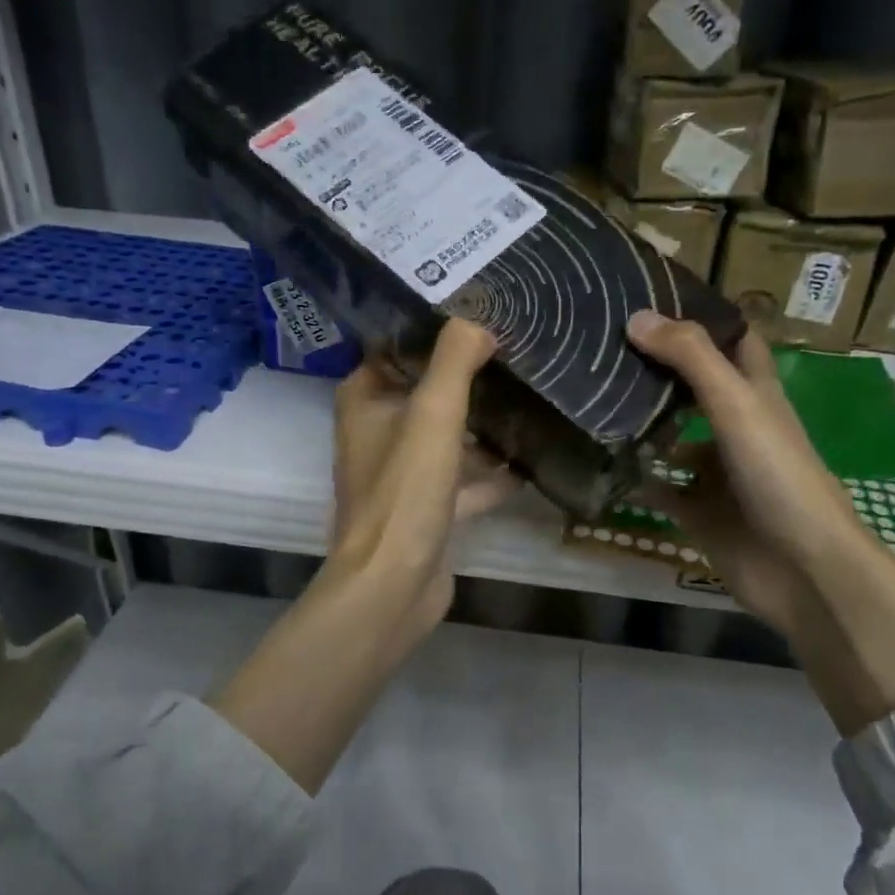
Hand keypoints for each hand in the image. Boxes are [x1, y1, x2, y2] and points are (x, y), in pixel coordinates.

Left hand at [325, 319, 517, 650]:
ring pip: (446, 437)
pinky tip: (529, 463)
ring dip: (481, 426)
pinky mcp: (426, 509)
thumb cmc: (405, 490)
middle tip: (516, 350)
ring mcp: (401, 474)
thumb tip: (478, 320)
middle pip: (425, 391)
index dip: (433, 330)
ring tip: (530, 398)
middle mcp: (377, 432)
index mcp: (365, 401)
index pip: (396, 348)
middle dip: (466, 376)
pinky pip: (462, 480)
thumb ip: (454, 361)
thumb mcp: (432, 414)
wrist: (394, 583)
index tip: (479, 311)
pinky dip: (490, 474)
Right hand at [626, 311, 865, 630]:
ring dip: (641, 423)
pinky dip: (635, 477)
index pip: (733, 341)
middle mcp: (736, 427)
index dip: (702, 317)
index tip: (653, 297)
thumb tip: (636, 317)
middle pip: (695, 387)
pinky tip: (599, 462)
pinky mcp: (698, 511)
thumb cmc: (777, 475)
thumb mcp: (736, 404)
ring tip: (591, 399)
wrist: (801, 568)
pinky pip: (659, 488)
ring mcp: (716, 472)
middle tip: (604, 347)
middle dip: (657, 368)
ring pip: (673, 438)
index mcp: (756, 394)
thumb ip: (691, 358)